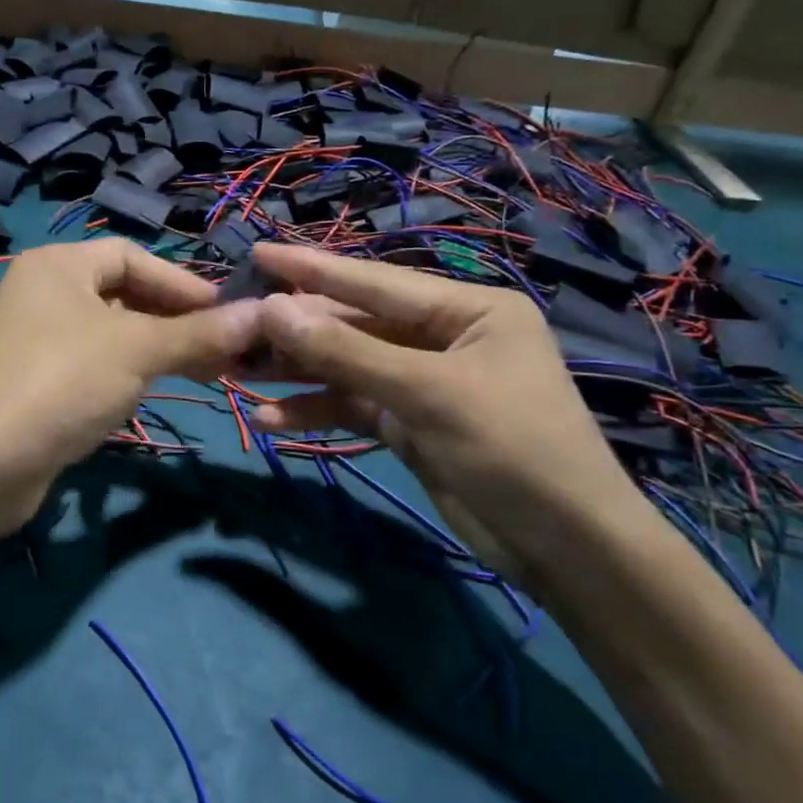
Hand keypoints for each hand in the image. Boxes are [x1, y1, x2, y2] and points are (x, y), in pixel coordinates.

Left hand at [0, 238, 259, 499]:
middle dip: (175, 321)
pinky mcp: (35, 385)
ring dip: (156, 350)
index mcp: (59, 266)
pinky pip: (92, 367)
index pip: (132, 256)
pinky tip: (152, 394)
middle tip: (225, 350)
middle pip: (123, 295)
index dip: (182, 283)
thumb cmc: (63, 382)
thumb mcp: (138, 350)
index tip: (229, 314)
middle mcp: (44, 294)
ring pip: (111, 335)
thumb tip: (263, 315)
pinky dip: (126, 375)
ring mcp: (36, 342)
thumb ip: (199, 333)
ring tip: (203, 373)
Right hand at [247, 244, 659, 596]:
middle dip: (297, 331)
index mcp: (466, 309)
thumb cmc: (512, 449)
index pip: (375, 281)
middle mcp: (443, 337)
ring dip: (299, 373)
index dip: (312, 268)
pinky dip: (317, 411)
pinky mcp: (410, 423)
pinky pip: (353, 405)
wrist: (567, 549)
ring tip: (239, 373)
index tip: (257, 253)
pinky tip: (272, 420)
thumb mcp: (427, 394)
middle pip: (355, 324)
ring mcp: (423, 382)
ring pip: (347, 366)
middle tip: (235, 326)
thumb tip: (273, 309)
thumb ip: (347, 351)